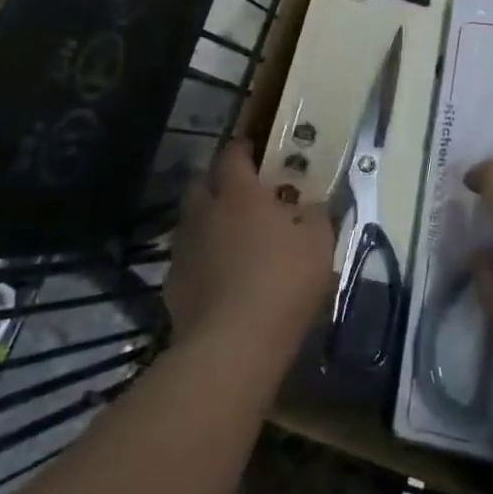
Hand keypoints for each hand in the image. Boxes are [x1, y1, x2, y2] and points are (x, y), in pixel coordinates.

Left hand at [166, 142, 333, 361]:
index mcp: (239, 194)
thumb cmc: (283, 282)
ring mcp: (184, 249)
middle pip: (200, 183)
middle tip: (242, 192)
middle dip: (217, 181)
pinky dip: (202, 259)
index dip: (243, 148)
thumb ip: (317, 214)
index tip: (255, 149)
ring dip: (208, 220)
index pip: (232, 155)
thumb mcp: (319, 243)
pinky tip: (220, 276)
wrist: (233, 345)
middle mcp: (205, 213)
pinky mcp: (173, 284)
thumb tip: (313, 203)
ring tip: (232, 236)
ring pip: (191, 221)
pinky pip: (187, 258)